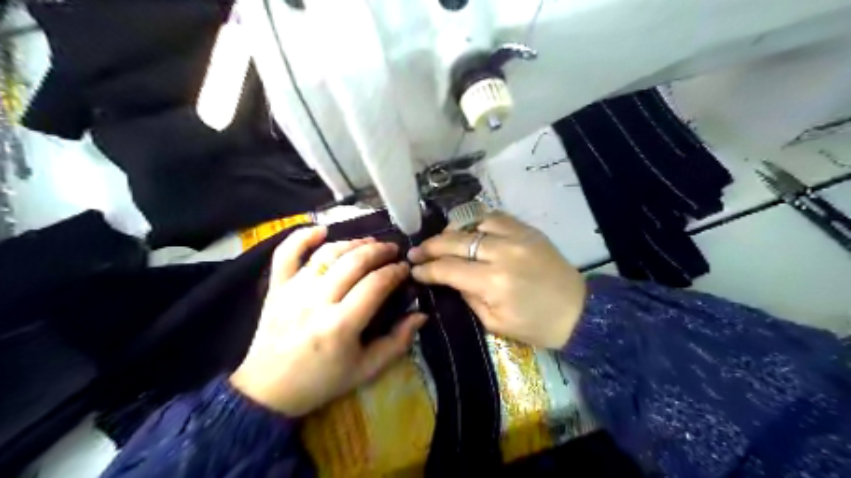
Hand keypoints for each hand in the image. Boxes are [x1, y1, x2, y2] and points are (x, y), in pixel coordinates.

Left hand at [231, 225, 424, 415]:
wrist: (268, 390)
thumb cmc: (322, 381)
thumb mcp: (366, 370)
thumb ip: (398, 342)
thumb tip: (421, 314)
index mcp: (341, 325)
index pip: (376, 284)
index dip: (395, 272)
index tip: (405, 269)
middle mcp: (317, 302)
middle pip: (354, 262)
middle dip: (379, 251)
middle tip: (392, 250)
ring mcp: (293, 292)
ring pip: (327, 254)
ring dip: (352, 243)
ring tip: (369, 243)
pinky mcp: (276, 288)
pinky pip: (286, 254)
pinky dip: (302, 236)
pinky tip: (321, 230)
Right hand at [407, 210, 586, 348]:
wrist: (578, 311)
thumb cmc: (536, 326)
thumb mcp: (495, 323)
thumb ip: (469, 297)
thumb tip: (450, 278)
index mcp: (493, 283)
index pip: (448, 268)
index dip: (426, 269)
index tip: (413, 269)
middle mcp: (502, 253)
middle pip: (455, 241)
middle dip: (430, 246)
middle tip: (416, 251)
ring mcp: (517, 236)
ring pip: (474, 221)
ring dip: (452, 230)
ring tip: (442, 239)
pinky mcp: (528, 230)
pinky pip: (496, 216)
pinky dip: (477, 220)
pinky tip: (469, 229)